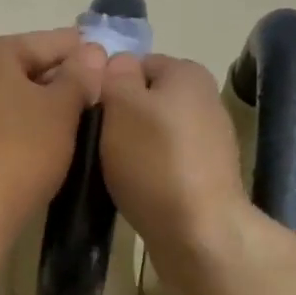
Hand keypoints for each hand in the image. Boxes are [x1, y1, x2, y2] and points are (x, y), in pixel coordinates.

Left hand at [0, 30, 105, 233]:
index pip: (48, 42)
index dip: (83, 51)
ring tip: (70, 119)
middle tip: (94, 95)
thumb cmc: (21, 149)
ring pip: (5, 95)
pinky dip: (13, 124)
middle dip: (58, 78)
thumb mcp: (61, 109)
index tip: (109, 61)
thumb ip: (79, 76)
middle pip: (22, 66)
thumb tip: (92, 52)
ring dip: (35, 103)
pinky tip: (35, 140)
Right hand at [99, 53, 251, 264]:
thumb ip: (115, 75)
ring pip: (152, 133)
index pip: (134, 63)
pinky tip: (131, 188)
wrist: (198, 231)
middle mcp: (203, 99)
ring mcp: (207, 140)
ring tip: (108, 168)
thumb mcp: (122, 105)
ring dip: (129, 147)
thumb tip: (117, 63)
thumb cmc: (154, 160)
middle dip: (117, 117)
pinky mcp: (204, 176)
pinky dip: (146, 172)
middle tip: (91, 141)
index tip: (87, 111)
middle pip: (144, 99)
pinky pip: (163, 163)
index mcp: (187, 73)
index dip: (106, 84)